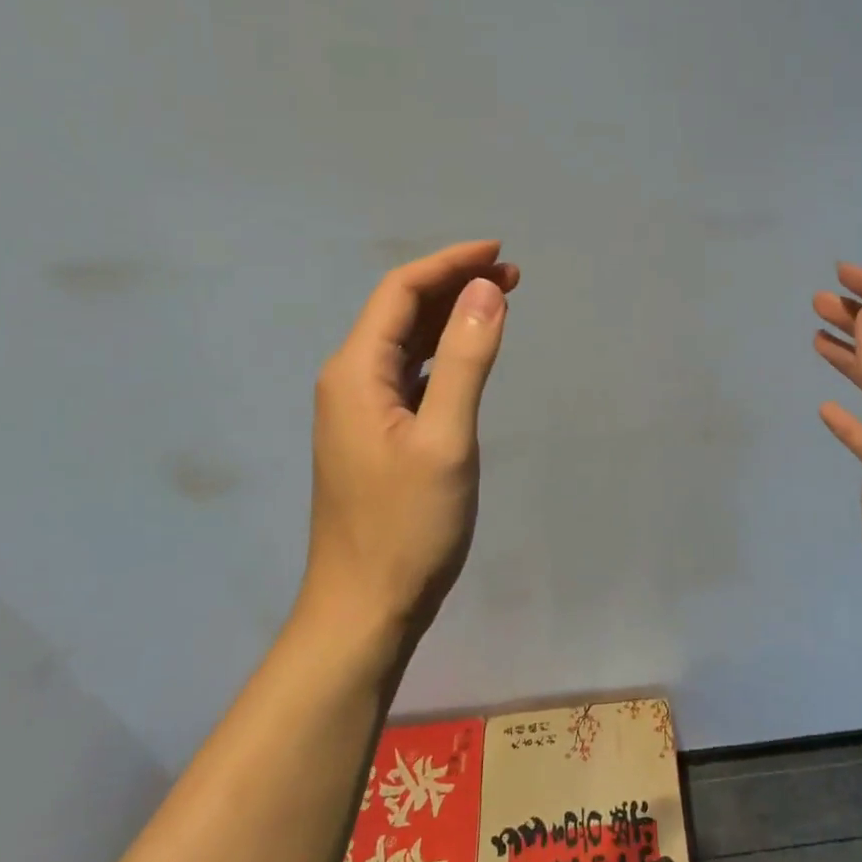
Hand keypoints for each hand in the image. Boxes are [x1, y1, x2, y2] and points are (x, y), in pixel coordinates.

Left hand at [300, 240, 519, 655]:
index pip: (400, 292)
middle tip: (512, 276)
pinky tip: (468, 357)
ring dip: (449, 318)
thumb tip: (485, 290)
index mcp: (354, 372)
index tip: (499, 252)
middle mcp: (348, 381)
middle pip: (400, 312)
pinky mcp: (375, 437)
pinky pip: (408, 375)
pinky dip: (442, 354)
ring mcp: (359, 412)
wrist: (364, 609)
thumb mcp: (445, 439)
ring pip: (405, 344)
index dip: (449, 263)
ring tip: (500, 303)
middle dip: (454, 285)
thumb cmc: (407, 526)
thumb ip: (464, 360)